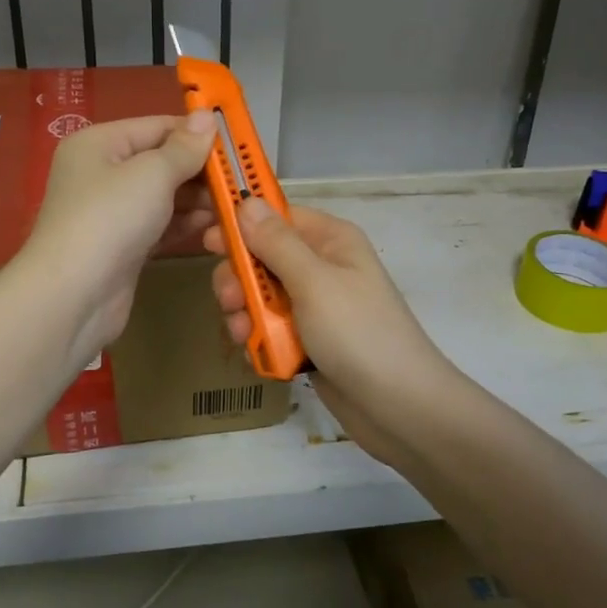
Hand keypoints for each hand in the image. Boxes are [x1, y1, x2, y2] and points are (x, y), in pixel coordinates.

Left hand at [16, 113, 215, 366]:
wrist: (73, 295)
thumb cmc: (111, 219)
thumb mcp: (152, 173)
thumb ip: (184, 148)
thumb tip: (207, 116)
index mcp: (98, 143)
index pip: (156, 127)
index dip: (195, 133)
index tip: (236, 144)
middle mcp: (101, 173)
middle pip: (160, 162)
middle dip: (199, 170)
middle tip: (240, 180)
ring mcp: (110, 213)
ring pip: (162, 196)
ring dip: (197, 199)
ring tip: (234, 205)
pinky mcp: (121, 246)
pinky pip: (158, 225)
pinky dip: (183, 224)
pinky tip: (213, 226)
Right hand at [205, 199, 451, 441]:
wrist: (399, 407)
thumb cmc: (358, 333)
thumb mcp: (314, 282)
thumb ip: (276, 243)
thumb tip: (247, 200)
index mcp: (330, 240)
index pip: (277, 217)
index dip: (242, 225)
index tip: (207, 240)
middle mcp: (322, 266)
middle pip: (263, 258)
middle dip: (240, 278)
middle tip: (229, 300)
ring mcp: (316, 305)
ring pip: (261, 295)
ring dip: (246, 312)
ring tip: (243, 334)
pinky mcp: (309, 339)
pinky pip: (271, 327)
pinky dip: (259, 337)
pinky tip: (255, 352)